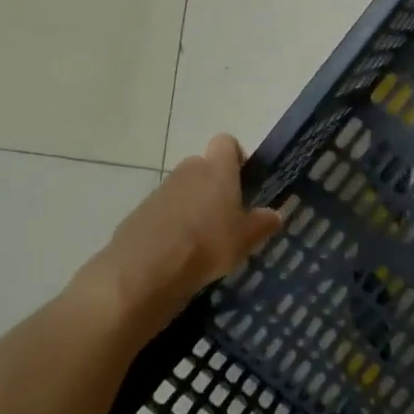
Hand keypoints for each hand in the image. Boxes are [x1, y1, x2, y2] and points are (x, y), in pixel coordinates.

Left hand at [87, 134, 283, 334]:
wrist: (143, 271)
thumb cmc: (206, 246)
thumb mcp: (245, 240)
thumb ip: (263, 223)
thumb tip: (274, 214)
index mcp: (217, 170)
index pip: (227, 143)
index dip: (235, 157)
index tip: (243, 182)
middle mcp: (188, 171)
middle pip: (203, 167)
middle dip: (213, 186)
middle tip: (225, 217)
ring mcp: (160, 191)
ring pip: (182, 190)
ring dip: (191, 207)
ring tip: (200, 241)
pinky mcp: (139, 213)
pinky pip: (162, 212)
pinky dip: (170, 225)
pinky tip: (176, 253)